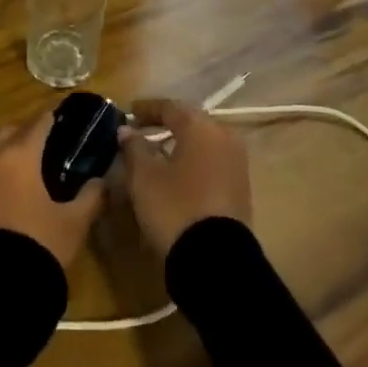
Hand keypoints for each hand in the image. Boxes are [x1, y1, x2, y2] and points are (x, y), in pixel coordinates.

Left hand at [0, 116, 102, 271]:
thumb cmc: (38, 246)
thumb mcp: (74, 222)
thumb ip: (91, 195)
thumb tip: (101, 180)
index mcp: (19, 154)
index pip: (39, 123)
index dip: (52, 120)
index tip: (62, 122)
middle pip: (8, 133)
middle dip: (25, 136)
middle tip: (43, 152)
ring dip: (3, 156)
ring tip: (20, 176)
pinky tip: (0, 196)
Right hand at [118, 98, 252, 256]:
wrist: (216, 259)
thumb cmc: (175, 207)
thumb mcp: (144, 176)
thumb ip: (134, 147)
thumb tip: (127, 130)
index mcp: (201, 127)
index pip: (169, 107)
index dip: (146, 109)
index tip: (128, 113)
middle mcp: (224, 136)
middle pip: (190, 123)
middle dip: (164, 126)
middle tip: (141, 132)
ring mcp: (237, 162)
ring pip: (202, 144)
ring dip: (179, 145)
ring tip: (156, 155)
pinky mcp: (241, 187)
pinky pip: (212, 163)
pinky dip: (193, 162)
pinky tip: (176, 175)